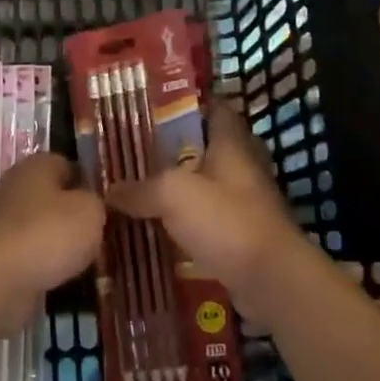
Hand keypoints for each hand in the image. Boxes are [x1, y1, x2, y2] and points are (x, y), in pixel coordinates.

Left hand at [0, 153, 104, 333]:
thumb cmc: (49, 233)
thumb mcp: (91, 210)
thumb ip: (97, 202)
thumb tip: (90, 204)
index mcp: (38, 164)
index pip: (70, 165)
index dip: (90, 184)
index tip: (108, 206)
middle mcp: (16, 186)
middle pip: (54, 197)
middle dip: (74, 215)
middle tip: (98, 234)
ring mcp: (3, 220)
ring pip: (42, 226)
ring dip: (60, 241)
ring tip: (85, 259)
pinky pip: (30, 252)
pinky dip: (44, 262)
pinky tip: (61, 275)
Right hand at [105, 99, 303, 304]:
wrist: (270, 278)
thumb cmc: (226, 221)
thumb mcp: (173, 194)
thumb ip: (140, 189)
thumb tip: (109, 192)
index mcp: (232, 143)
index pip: (215, 107)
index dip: (188, 102)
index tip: (153, 106)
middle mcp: (244, 165)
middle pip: (208, 146)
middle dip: (176, 148)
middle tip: (138, 151)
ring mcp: (247, 200)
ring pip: (208, 184)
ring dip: (181, 186)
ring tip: (141, 188)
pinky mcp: (243, 232)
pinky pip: (210, 217)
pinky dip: (188, 220)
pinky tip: (160, 226)